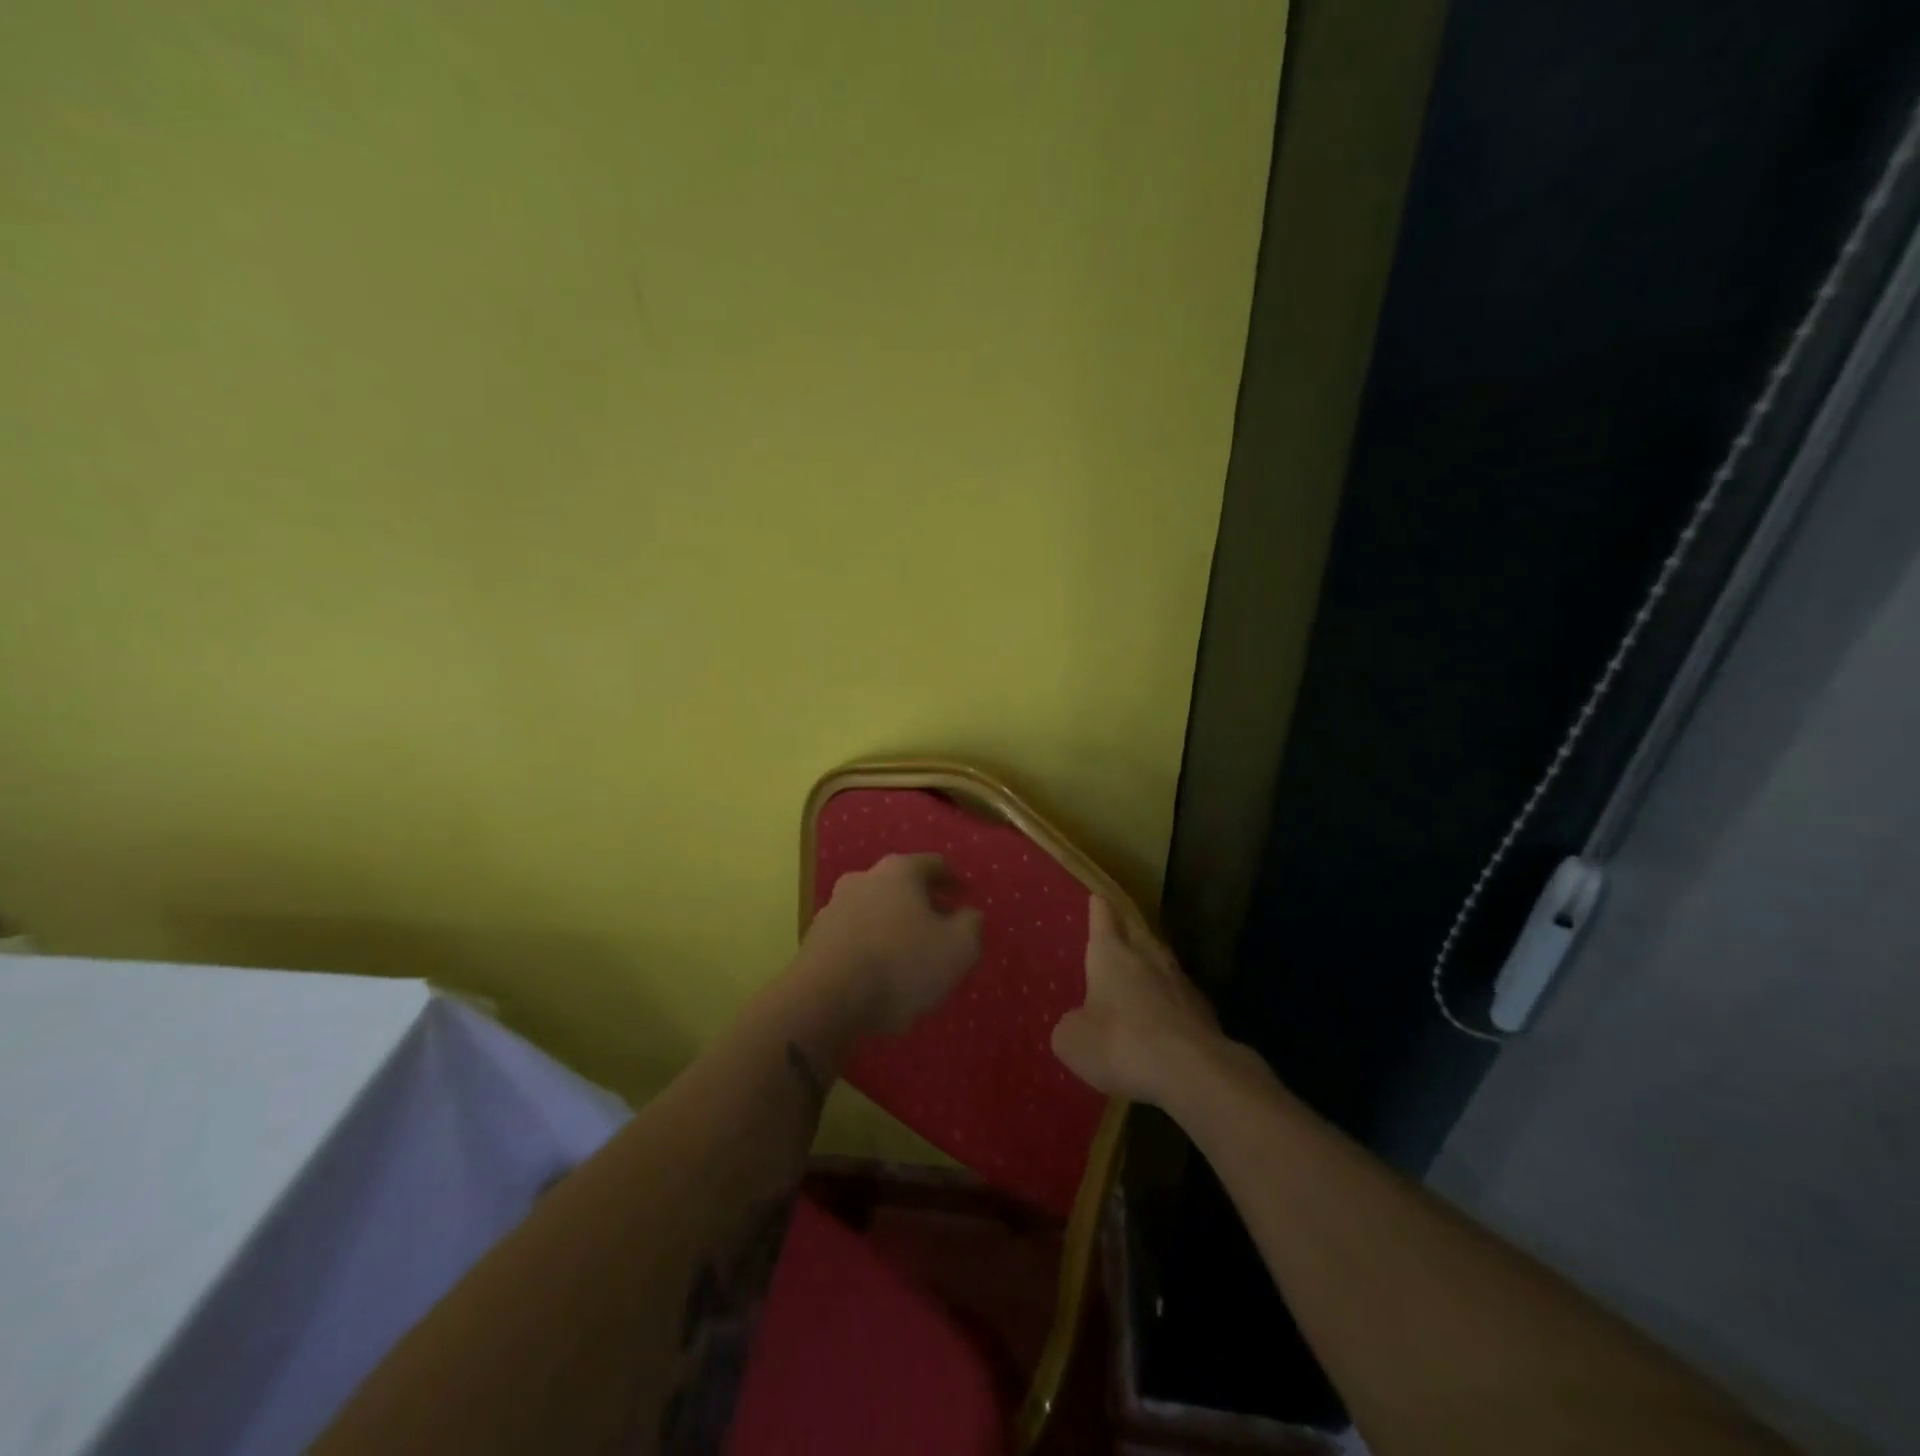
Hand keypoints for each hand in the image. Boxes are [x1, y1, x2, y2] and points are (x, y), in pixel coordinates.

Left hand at [797, 853, 983, 1037]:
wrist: (824, 1000)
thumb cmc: (900, 965)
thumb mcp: (958, 948)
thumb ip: (971, 925)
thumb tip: (969, 914)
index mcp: (899, 871)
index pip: (934, 864)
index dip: (954, 880)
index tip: (966, 895)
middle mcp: (863, 878)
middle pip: (901, 885)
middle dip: (924, 903)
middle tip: (942, 926)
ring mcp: (835, 907)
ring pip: (876, 909)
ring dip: (895, 925)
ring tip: (912, 954)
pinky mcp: (816, 938)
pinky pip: (856, 935)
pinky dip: (873, 945)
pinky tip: (881, 972)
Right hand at [1052, 896, 1222, 1105]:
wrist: (1193, 1071)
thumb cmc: (1121, 1044)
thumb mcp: (1074, 1041)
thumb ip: (1070, 1026)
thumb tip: (1078, 1023)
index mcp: (1111, 954)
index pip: (1104, 918)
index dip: (1099, 909)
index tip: (1097, 897)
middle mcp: (1147, 957)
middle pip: (1136, 932)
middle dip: (1126, 929)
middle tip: (1118, 927)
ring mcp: (1180, 982)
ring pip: (1161, 961)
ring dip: (1150, 963)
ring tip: (1141, 968)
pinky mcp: (1203, 1011)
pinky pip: (1179, 996)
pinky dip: (1169, 1000)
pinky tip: (1164, 1016)